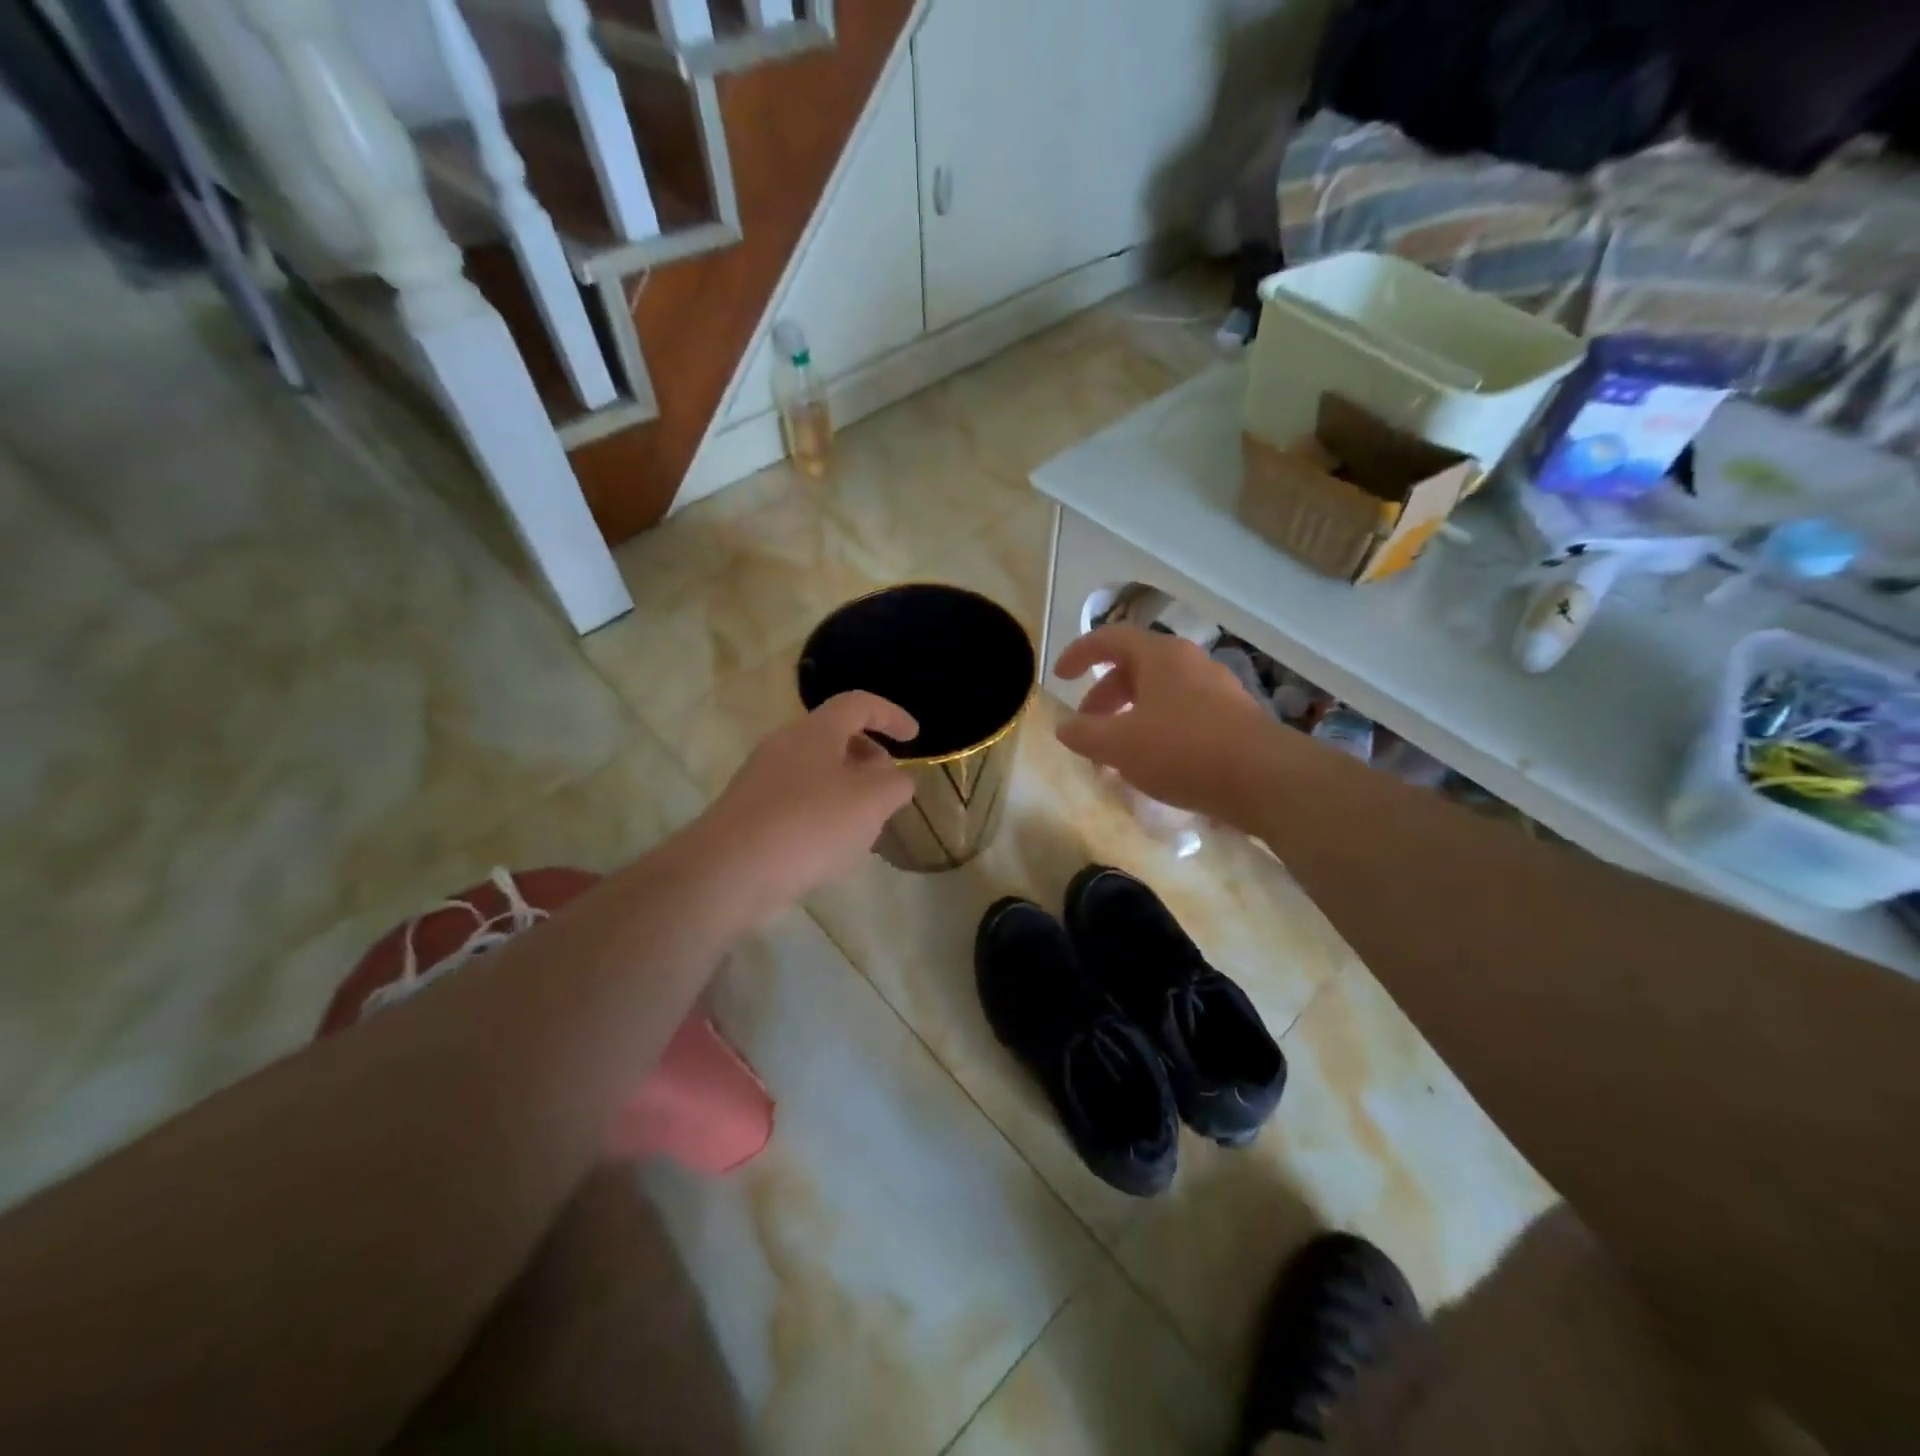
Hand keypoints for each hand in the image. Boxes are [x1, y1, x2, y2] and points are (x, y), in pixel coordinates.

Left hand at [698, 691, 917, 918]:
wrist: (729, 871)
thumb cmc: (809, 824)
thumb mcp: (871, 802)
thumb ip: (895, 784)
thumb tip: (896, 779)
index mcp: (814, 731)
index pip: (858, 704)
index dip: (891, 715)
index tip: (914, 738)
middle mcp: (784, 745)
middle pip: (836, 738)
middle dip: (870, 759)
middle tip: (888, 790)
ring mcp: (762, 779)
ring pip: (817, 772)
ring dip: (848, 790)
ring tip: (864, 827)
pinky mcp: (750, 812)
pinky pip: (797, 801)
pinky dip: (823, 813)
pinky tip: (829, 850)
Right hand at [1053, 625, 1281, 819]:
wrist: (1265, 779)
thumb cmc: (1183, 750)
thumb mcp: (1119, 744)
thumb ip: (1084, 734)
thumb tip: (1065, 727)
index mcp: (1161, 656)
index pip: (1110, 638)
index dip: (1079, 653)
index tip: (1059, 676)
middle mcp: (1190, 664)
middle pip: (1135, 668)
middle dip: (1103, 696)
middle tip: (1086, 727)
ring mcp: (1216, 690)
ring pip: (1159, 694)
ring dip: (1129, 717)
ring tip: (1115, 753)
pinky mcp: (1233, 720)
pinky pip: (1182, 715)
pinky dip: (1157, 731)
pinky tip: (1153, 765)